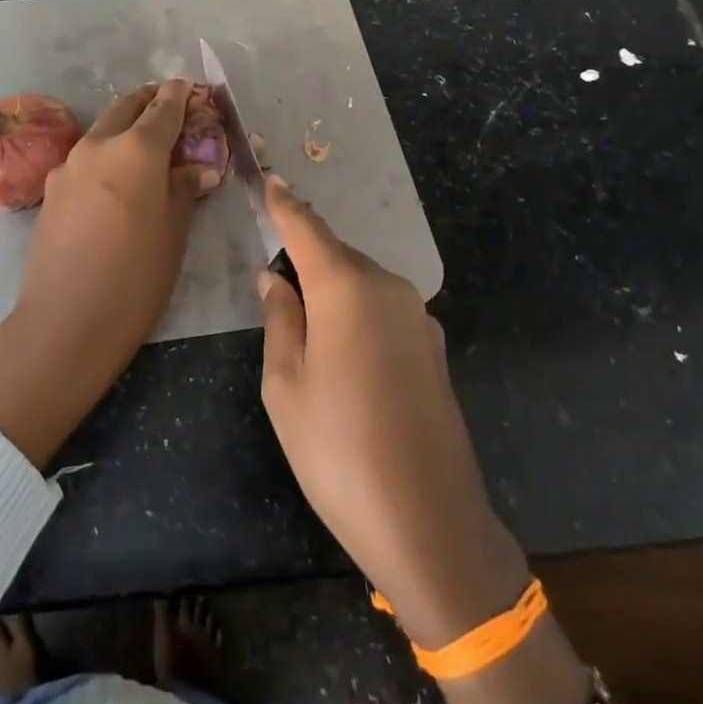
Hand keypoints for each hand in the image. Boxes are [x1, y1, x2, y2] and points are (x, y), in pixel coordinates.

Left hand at [0, 81, 216, 467]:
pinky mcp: (51, 188)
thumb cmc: (136, 278)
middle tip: (168, 104)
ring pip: (102, 130)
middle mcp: (98, 145)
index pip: (163, 109)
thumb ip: (183, 189)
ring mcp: (68, 165)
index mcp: (136, 150)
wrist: (65, 320)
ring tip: (145, 144)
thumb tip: (197, 167)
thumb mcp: (174, 233)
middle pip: (126, 107)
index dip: (180, 96)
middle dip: (149, 101)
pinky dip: (105, 154)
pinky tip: (114, 180)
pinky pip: (85, 158)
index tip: (190, 88)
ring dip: (124, 126)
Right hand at [257, 177, 526, 649]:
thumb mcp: (286, 385)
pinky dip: (357, 309)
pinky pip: (384, 307)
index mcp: (346, 289)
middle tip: (274, 278)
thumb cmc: (338, 451)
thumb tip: (275, 278)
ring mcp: (418, 317)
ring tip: (305, 324)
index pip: (307, 228)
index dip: (285, 204)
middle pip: (336, 253)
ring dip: (332, 285)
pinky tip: (344, 350)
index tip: (269, 180)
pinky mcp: (433, 346)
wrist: (431, 524)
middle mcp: (388, 288)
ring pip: (362, 280)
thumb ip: (280, 319)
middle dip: (305, 254)